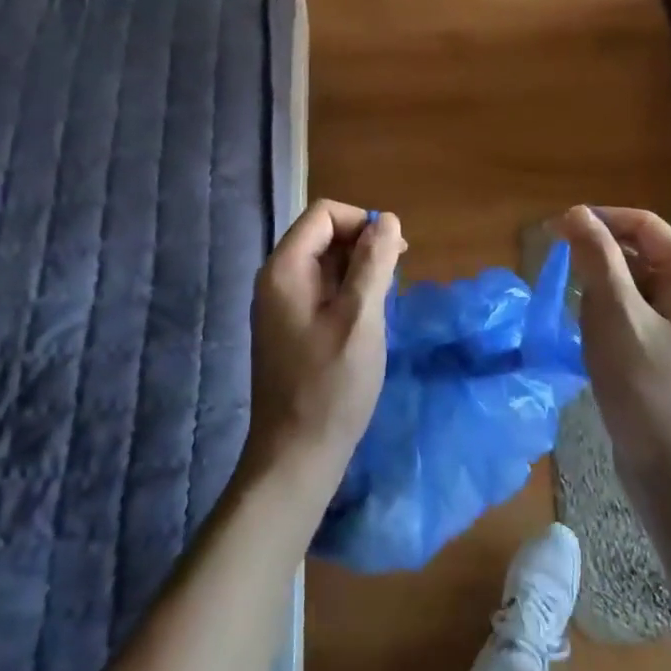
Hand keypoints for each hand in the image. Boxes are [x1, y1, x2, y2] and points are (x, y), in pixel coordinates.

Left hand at [243, 200, 406, 497]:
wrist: (296, 456)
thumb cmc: (331, 386)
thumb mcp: (361, 319)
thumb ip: (374, 264)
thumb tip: (386, 219)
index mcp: (284, 269)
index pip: (324, 214)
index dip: (361, 223)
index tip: (393, 253)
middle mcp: (276, 279)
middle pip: (323, 235)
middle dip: (363, 246)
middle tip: (395, 279)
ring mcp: (280, 306)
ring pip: (325, 264)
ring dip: (359, 271)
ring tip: (384, 302)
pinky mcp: (290, 328)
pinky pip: (322, 291)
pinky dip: (348, 293)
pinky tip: (367, 320)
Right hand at [557, 206, 670, 484]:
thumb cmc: (645, 388)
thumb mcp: (614, 315)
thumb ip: (596, 258)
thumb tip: (576, 213)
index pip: (642, 224)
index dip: (597, 220)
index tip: (553, 232)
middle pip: (639, 251)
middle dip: (598, 261)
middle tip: (562, 280)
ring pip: (634, 283)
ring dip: (601, 292)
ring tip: (582, 321)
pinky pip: (636, 311)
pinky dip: (610, 315)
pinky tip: (592, 339)